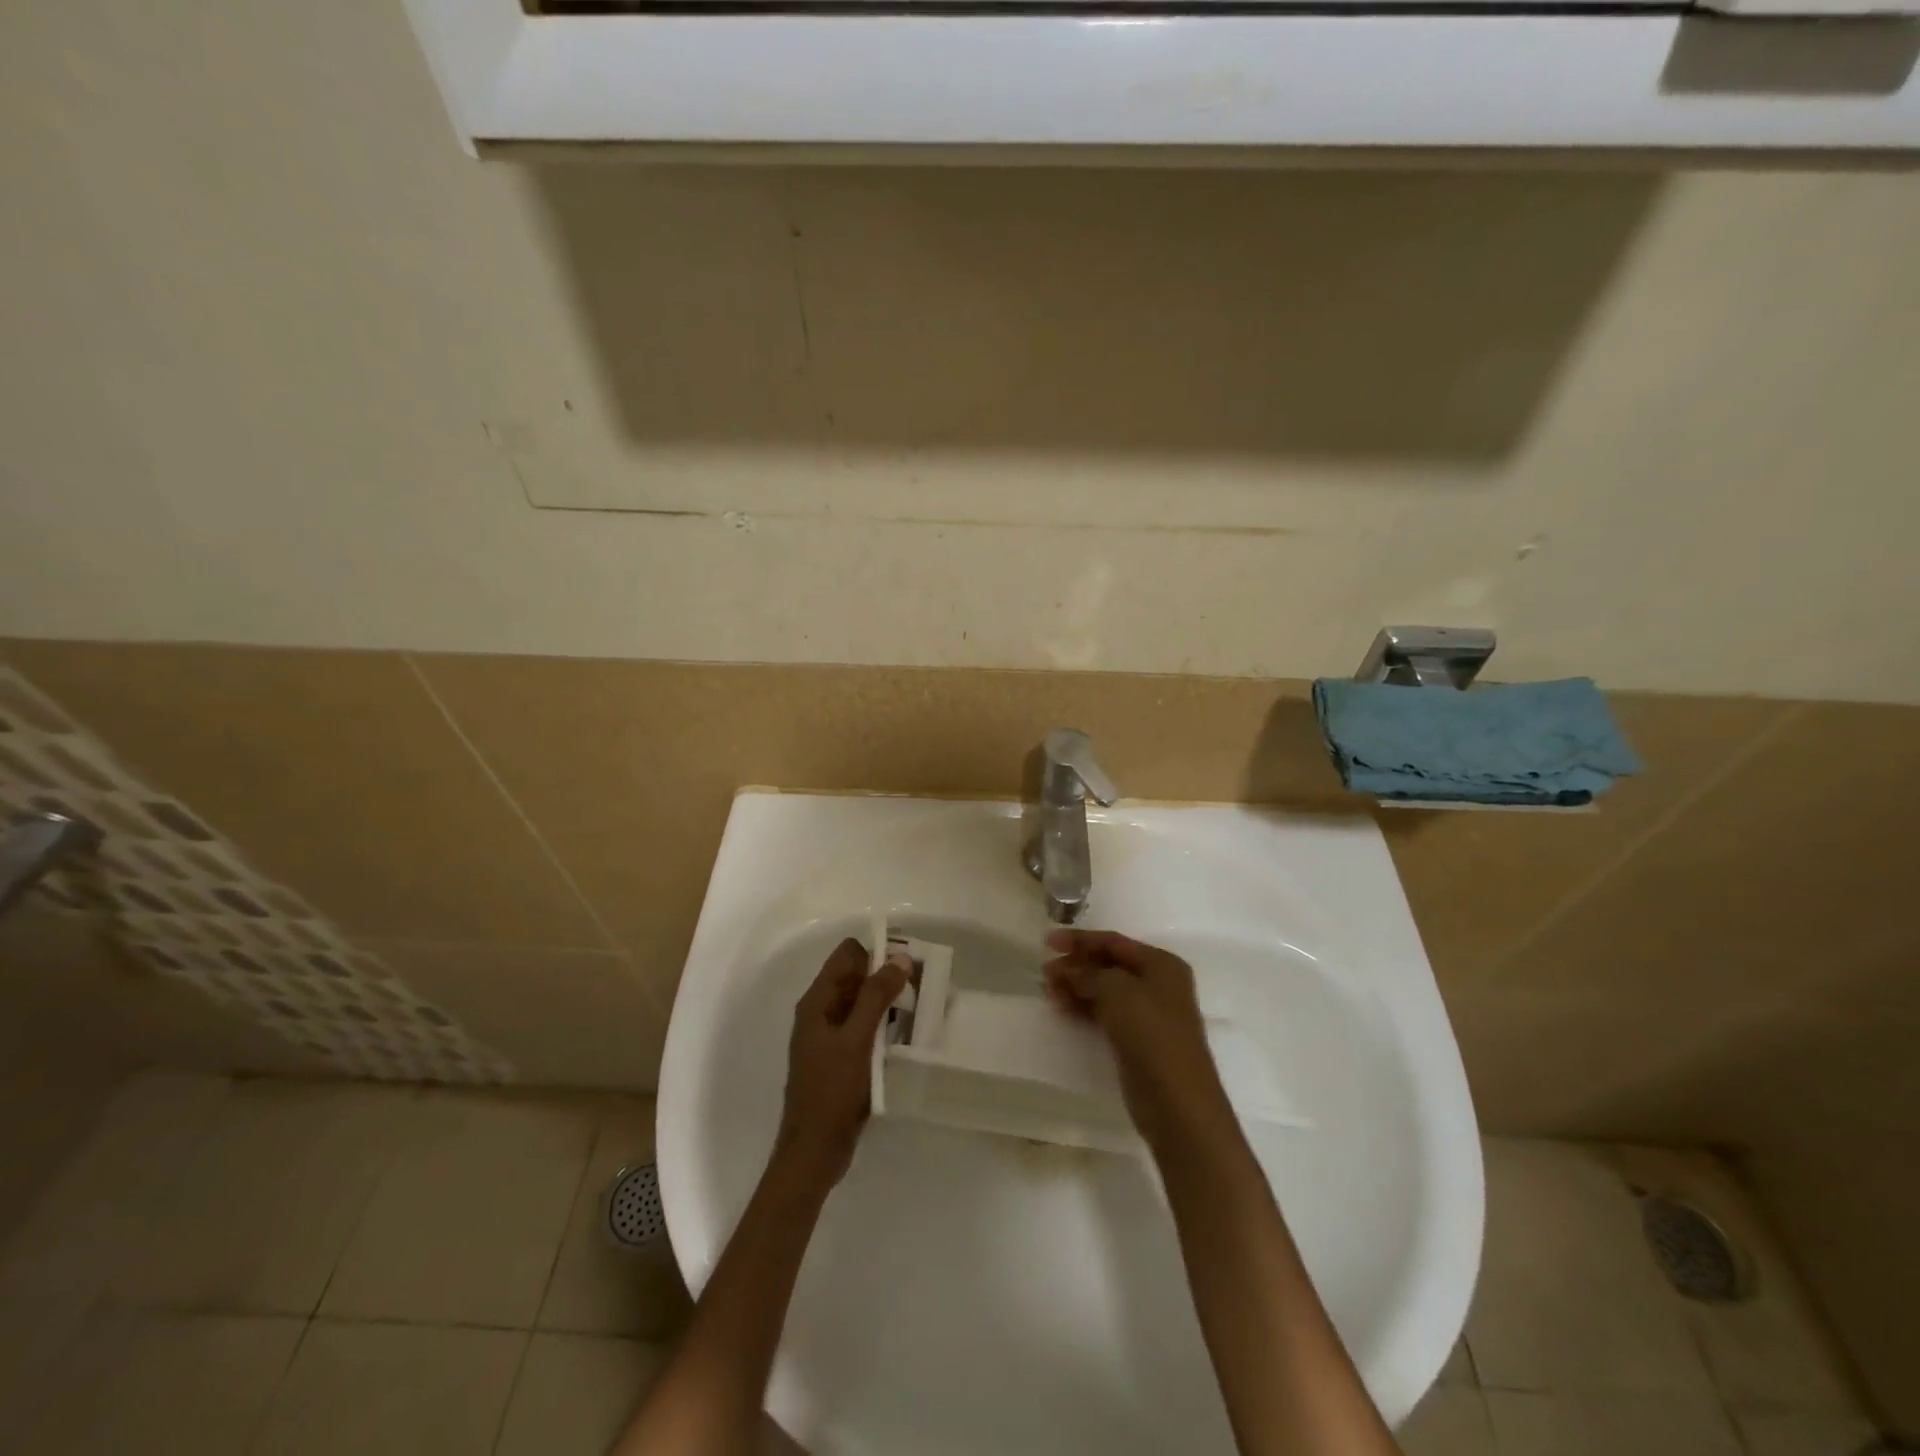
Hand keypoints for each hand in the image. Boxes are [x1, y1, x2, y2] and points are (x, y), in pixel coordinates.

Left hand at [777, 937, 908, 1187]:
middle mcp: (822, 1012)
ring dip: (889, 1003)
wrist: (815, 1151)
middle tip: (921, 989)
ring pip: (864, 1003)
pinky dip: (885, 1026)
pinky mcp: (843, 1057)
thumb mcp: (857, 1039)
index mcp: (817, 1001)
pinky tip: (907, 1036)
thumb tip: (900, 958)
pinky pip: (866, 1028)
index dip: (877, 953)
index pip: (848, 955)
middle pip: (857, 977)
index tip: (908, 966)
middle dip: (888, 977)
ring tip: (920, 1011)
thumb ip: (876, 996)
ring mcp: (831, 1036)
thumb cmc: (832, 1091)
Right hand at [1043, 930, 1233, 1150]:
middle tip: (1045, 972)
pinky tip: (1063, 1009)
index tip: (1048, 942)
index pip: (1114, 942)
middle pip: (1109, 965)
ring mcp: (1149, 1014)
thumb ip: (1089, 974)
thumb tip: (1068, 970)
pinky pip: (1106, 1014)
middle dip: (1077, 965)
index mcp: (1161, 964)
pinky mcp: (1138, 1040)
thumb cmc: (1150, 1033)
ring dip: (1077, 987)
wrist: (1176, 1101)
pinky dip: (1085, 1008)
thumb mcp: (1117, 991)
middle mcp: (1158, 984)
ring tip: (1048, 990)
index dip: (1080, 940)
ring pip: (1106, 991)